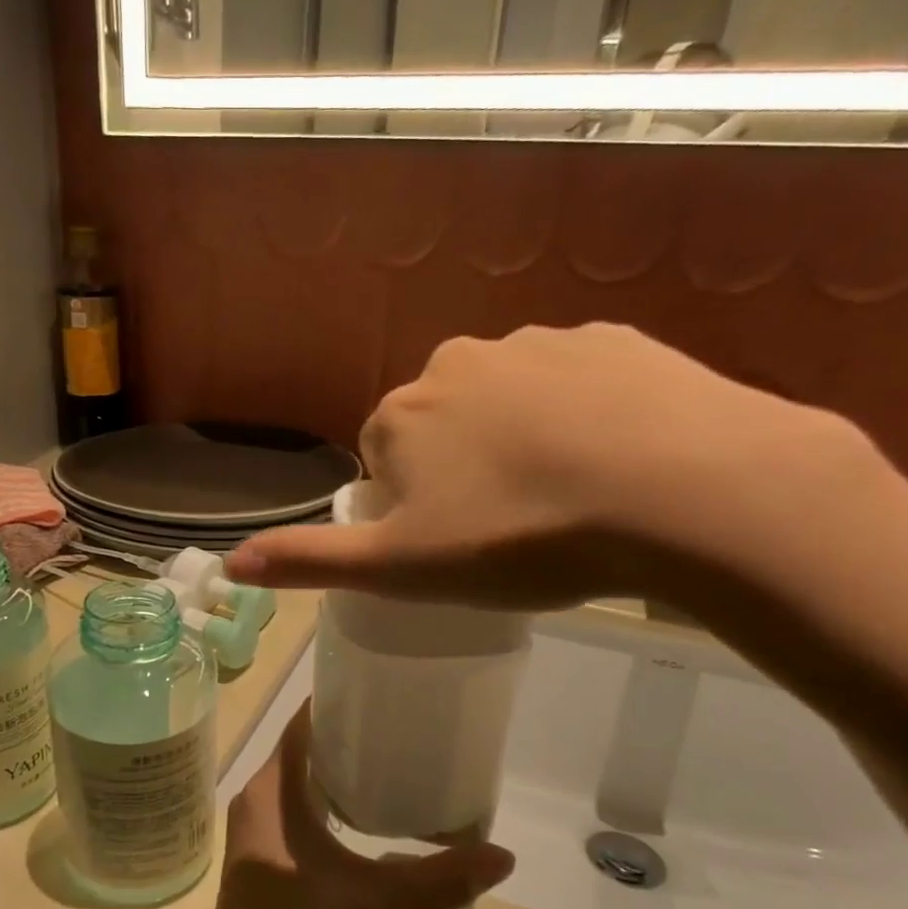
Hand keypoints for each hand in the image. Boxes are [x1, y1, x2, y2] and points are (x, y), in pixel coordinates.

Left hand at [189, 702, 514, 908]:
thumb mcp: (380, 904)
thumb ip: (440, 878)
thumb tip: (503, 857)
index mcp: (273, 791)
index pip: (302, 727)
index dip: (336, 706)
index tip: (377, 695)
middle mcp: (255, 803)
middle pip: (300, 755)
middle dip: (343, 743)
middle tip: (395, 734)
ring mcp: (251, 838)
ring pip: (294, 789)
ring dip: (332, 780)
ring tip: (384, 774)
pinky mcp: (258, 867)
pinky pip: (289, 819)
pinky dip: (320, 811)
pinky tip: (356, 828)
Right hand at [226, 324, 878, 611]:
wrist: (678, 491)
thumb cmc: (519, 539)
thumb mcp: (401, 569)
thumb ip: (312, 561)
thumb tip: (229, 564)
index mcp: (402, 413)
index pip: (382, 456)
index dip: (411, 504)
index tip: (454, 543)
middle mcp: (457, 362)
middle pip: (443, 423)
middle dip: (463, 467)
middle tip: (512, 527)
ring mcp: (539, 343)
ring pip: (511, 401)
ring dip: (523, 440)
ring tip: (570, 499)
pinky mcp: (614, 339)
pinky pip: (579, 383)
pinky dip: (586, 417)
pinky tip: (618, 462)